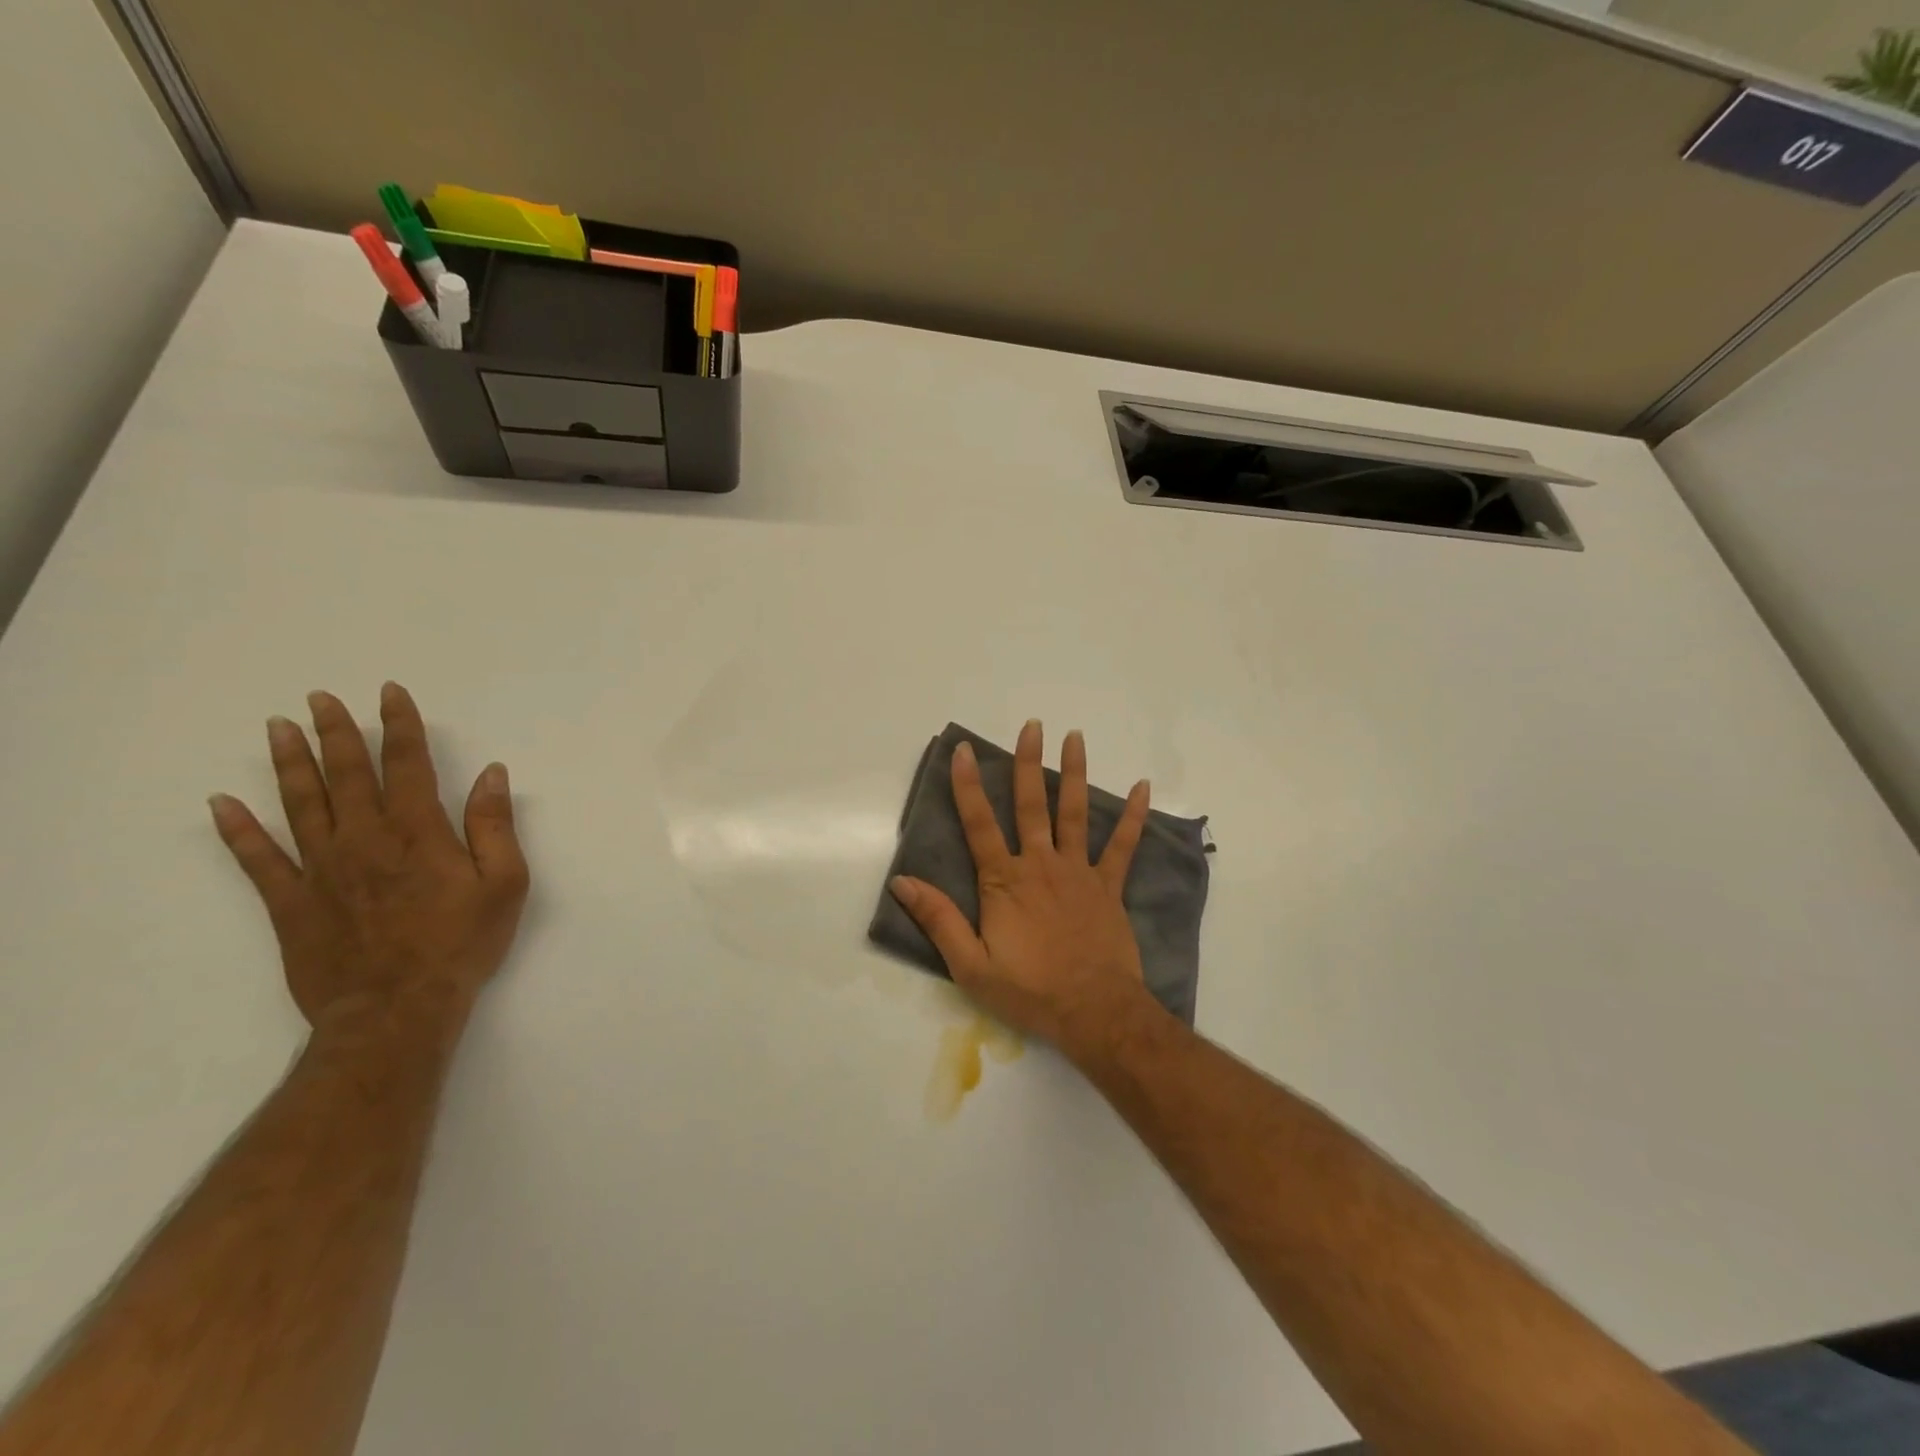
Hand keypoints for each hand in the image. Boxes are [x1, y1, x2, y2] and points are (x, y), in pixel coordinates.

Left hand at [209, 683, 529, 1038]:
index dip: (399, 726)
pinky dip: (239, 831)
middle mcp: (364, 839)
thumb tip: (491, 774)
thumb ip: (495, 826)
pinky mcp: (290, 903)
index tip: (388, 694)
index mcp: (418, 833)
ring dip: (289, 763)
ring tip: (277, 728)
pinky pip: (258, 860)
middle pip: (347, 775)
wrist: (397, 1010)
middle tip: (319, 699)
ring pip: (301, 804)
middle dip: (336, 733)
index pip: (408, 765)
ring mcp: (321, 869)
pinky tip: (222, 804)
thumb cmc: (462, 943)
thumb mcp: (505, 883)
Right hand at [889, 721, 1161, 1058]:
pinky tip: (1142, 787)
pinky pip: (1123, 846)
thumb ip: (938, 919)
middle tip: (1032, 726)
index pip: (979, 824)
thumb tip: (902, 882)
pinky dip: (1132, 816)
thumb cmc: (1029, 990)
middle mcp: (1040, 865)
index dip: (967, 785)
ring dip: (1074, 774)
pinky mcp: (1108, 886)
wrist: (1094, 1012)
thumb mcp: (970, 965)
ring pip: (1074, 813)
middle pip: (1031, 805)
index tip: (963, 750)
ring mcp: (1078, 872)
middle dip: (1028, 763)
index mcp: (1004, 881)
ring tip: (1075, 737)